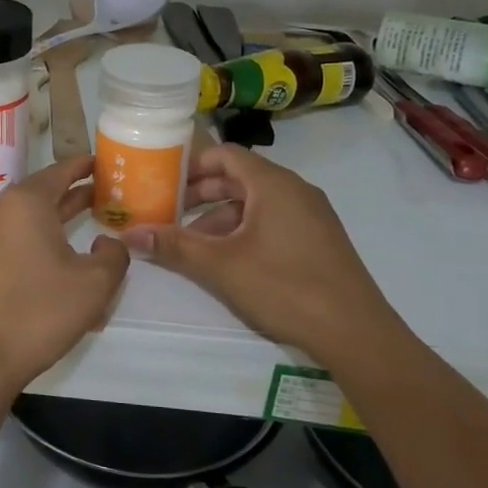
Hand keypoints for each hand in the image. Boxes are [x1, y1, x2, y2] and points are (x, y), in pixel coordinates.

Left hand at [0, 156, 130, 394]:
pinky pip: (13, 240)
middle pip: (43, 192)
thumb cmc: (39, 313)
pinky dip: (38, 242)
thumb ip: (113, 255)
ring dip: (57, 222)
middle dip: (74, 194)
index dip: (86, 166)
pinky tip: (59, 262)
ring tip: (88, 225)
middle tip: (106, 195)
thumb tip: (106, 243)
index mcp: (25, 202)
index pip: (61, 171)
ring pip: (28, 219)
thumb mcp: (94, 284)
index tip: (106, 163)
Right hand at [123, 146, 393, 362]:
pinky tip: (228, 261)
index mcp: (274, 184)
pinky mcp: (319, 239)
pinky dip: (245, 231)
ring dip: (220, 218)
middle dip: (201, 195)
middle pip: (239, 178)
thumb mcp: (221, 266)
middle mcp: (295, 190)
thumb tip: (130, 235)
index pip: (225, 155)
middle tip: (168, 212)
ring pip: (256, 203)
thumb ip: (175, 246)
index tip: (163, 182)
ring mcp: (312, 215)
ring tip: (192, 245)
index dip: (192, 165)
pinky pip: (274, 221)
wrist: (356, 332)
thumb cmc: (285, 287)